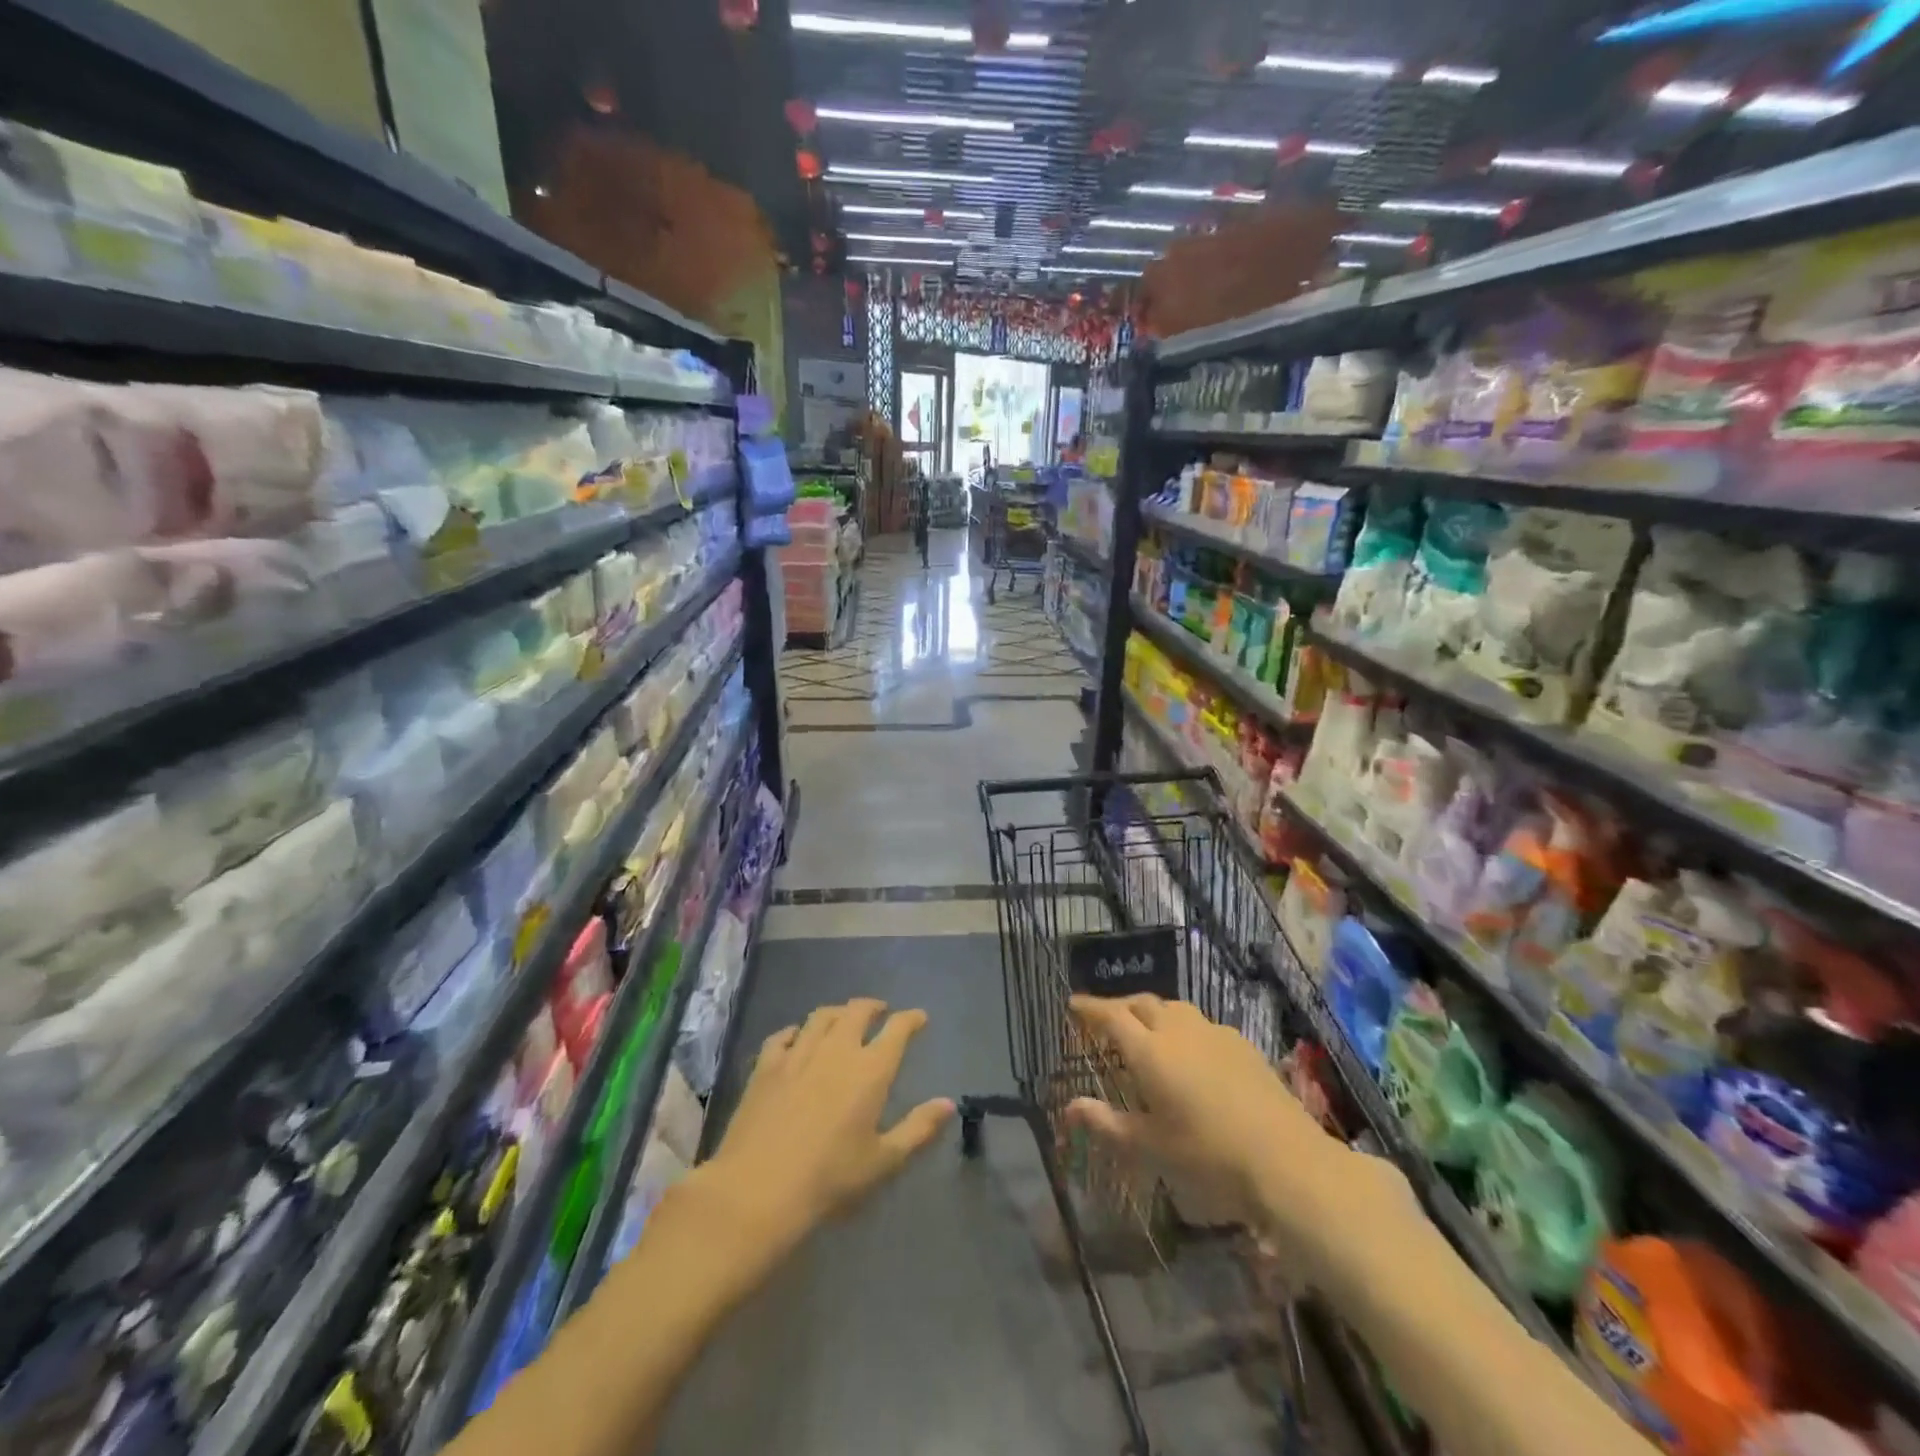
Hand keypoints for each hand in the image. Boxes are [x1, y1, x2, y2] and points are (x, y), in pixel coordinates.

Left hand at [708, 999, 953, 1246]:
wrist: (758, 1190)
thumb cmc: (830, 1179)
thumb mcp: (883, 1161)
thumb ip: (918, 1129)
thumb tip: (948, 1103)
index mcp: (870, 1070)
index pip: (897, 1029)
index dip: (911, 1019)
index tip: (919, 1018)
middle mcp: (837, 1050)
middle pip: (857, 1011)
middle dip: (872, 1006)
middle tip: (880, 1012)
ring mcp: (798, 1054)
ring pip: (821, 1016)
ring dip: (837, 1012)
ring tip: (843, 1019)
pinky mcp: (766, 1066)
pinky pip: (782, 1035)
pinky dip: (795, 1031)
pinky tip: (796, 1037)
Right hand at [1065, 994, 1412, 1291]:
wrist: (1285, 1158)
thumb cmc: (1208, 1155)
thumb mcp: (1151, 1146)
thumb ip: (1107, 1124)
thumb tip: (1070, 1107)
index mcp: (1149, 1050)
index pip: (1110, 1017)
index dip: (1090, 1008)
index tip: (1073, 1004)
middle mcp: (1177, 1029)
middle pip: (1141, 1004)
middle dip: (1119, 1007)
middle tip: (1106, 1021)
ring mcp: (1213, 1032)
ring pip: (1173, 1008)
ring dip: (1152, 1014)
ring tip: (1146, 1032)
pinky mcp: (1240, 1043)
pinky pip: (1200, 1024)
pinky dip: (1182, 1028)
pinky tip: (1190, 1053)